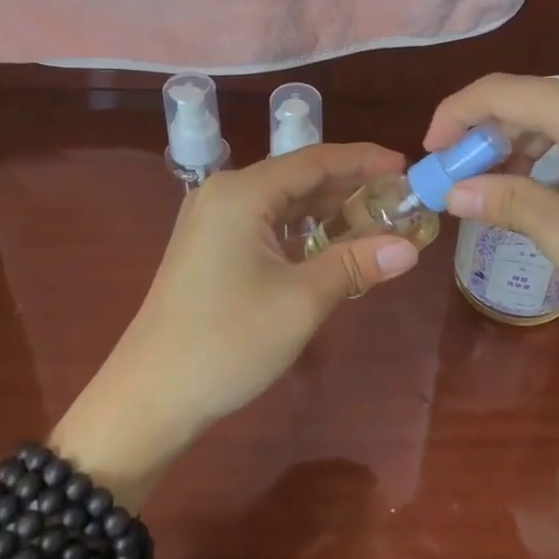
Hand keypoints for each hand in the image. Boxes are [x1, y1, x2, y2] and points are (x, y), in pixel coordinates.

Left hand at [54, 143, 422, 486]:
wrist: (149, 397)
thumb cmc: (227, 342)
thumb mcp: (302, 301)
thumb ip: (356, 264)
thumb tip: (410, 248)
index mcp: (242, 193)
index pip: (315, 160)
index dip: (363, 161)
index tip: (405, 166)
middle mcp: (225, 194)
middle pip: (299, 177)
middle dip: (349, 186)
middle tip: (399, 197)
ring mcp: (212, 220)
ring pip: (284, 202)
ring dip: (328, 210)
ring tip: (376, 219)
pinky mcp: (210, 247)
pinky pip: (267, 224)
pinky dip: (302, 230)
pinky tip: (331, 245)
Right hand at [425, 74, 558, 370]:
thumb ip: (508, 202)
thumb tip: (456, 191)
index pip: (497, 92)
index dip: (453, 117)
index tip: (431, 156)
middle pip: (529, 98)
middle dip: (488, 136)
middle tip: (463, 181)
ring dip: (523, 143)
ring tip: (503, 188)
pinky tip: (554, 184)